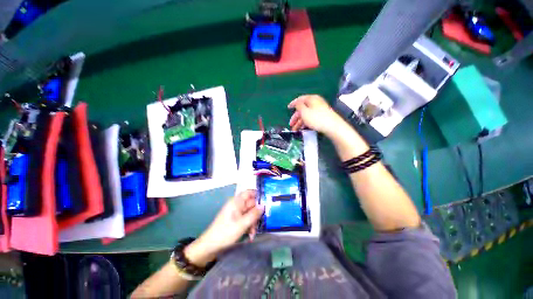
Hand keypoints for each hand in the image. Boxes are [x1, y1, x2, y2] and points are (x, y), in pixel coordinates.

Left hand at [184, 190, 263, 266]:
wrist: (211, 246)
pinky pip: (246, 219)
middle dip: (256, 214)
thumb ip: (254, 214)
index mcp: (236, 202)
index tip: (266, 201)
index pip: (249, 192)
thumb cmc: (226, 232)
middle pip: (251, 204)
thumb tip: (263, 206)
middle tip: (260, 223)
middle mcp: (237, 205)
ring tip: (252, 233)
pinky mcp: (236, 220)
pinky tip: (249, 235)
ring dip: (253, 222)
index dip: (257, 195)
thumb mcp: (242, 224)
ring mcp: (236, 212)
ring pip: (250, 213)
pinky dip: (249, 226)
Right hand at [288, 95, 343, 135]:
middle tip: (291, 124)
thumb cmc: (316, 118)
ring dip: (300, 122)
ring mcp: (319, 109)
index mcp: (311, 99)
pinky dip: (306, 122)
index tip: (288, 108)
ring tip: (296, 130)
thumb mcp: (304, 111)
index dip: (293, 103)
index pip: (300, 99)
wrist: (332, 126)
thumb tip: (297, 103)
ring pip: (306, 114)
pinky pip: (311, 118)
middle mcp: (316, 102)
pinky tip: (303, 128)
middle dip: (296, 117)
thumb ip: (298, 106)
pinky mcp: (322, 116)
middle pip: (303, 109)